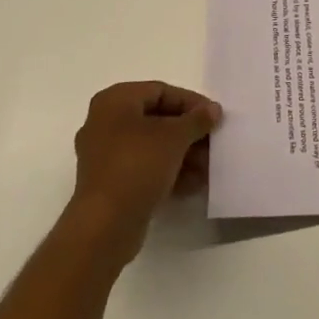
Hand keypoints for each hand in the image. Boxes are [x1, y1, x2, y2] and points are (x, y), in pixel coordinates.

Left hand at [67, 81, 221, 260]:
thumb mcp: (175, 137)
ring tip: (208, 167)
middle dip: (188, 133)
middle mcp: (105, 123)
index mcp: (114, 101)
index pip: (160, 91)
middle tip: (213, 142)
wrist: (104, 227)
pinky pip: (143, 168)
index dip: (191, 102)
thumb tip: (213, 110)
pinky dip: (167, 171)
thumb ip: (197, 119)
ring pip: (151, 146)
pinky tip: (193, 184)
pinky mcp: (109, 183)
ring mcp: (104, 155)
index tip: (214, 117)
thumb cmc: (137, 166)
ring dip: (182, 154)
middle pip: (156, 119)